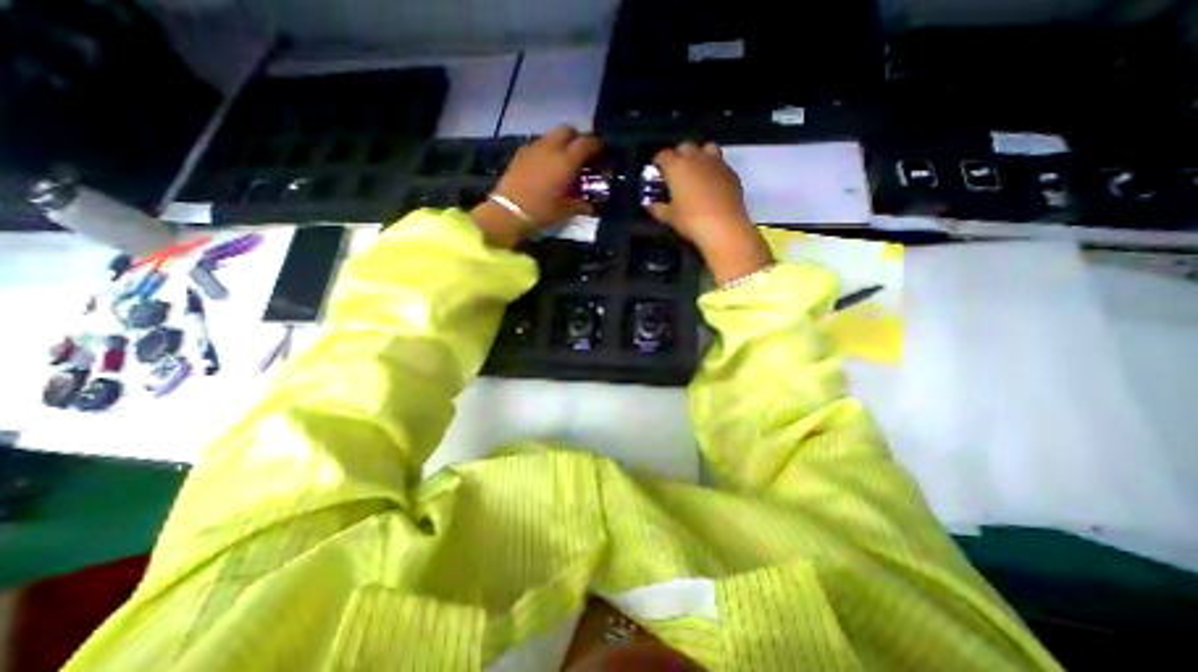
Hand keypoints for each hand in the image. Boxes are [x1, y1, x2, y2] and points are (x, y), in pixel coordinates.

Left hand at [467, 125, 598, 245]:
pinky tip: (546, 166)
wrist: (508, 212)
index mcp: (566, 161)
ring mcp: (533, 148)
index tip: (602, 152)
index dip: (597, 145)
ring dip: (561, 143)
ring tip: (563, 160)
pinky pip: (538, 144)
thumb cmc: (541, 212)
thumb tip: (591, 206)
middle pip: (568, 130)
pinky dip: (546, 149)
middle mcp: (551, 148)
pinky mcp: (520, 153)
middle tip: (582, 154)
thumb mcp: (565, 211)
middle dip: (577, 138)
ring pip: (551, 135)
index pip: (587, 143)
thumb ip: (581, 205)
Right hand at [652, 142, 771, 284]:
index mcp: (676, 167)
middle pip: (685, 147)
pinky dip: (713, 168)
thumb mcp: (669, 217)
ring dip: (699, 155)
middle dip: (678, 156)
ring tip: (696, 171)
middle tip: (675, 172)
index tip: (657, 171)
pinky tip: (711, 183)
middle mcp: (696, 158)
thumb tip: (651, 205)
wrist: (723, 226)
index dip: (658, 162)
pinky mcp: (731, 172)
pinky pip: (719, 163)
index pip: (663, 155)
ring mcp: (716, 163)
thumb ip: (658, 208)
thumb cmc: (691, 220)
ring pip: (706, 148)